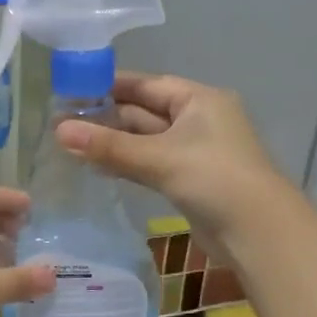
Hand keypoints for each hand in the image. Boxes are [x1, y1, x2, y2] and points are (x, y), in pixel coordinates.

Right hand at [53, 73, 288, 256]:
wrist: (258, 232)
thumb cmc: (214, 179)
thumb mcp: (158, 158)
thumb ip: (109, 146)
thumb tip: (58, 130)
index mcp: (200, 100)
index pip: (148, 85)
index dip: (111, 85)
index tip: (74, 89)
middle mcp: (199, 120)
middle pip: (145, 112)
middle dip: (107, 117)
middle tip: (62, 122)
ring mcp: (195, 152)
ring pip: (146, 141)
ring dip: (114, 143)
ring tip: (71, 144)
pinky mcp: (189, 181)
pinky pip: (151, 164)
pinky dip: (127, 163)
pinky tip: (98, 168)